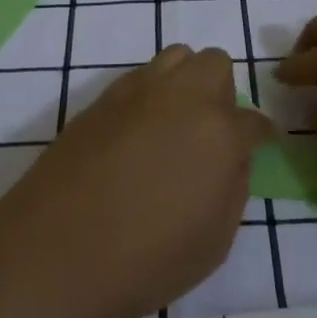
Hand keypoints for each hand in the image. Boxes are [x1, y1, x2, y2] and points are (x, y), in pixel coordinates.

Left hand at [0, 45, 272, 317]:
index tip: (261, 146)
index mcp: (219, 133)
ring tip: (174, 123)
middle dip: (223, 92)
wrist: (54, 250)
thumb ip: (233, 190)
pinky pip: (139, 77)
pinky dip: (150, 94)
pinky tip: (137, 131)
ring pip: (176, 57)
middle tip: (212, 132)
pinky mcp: (101, 99)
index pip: (254, 121)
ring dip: (185, 81)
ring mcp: (137, 92)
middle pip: (215, 64)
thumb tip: (232, 160)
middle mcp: (182, 98)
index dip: (262, 136)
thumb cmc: (144, 259)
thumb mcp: (213, 243)